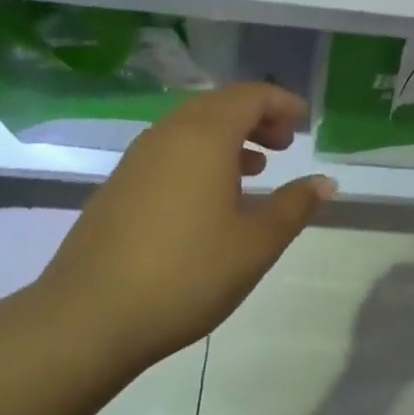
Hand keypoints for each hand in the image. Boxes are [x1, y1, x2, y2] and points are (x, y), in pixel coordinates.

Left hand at [36, 83, 336, 378]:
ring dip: (229, 136)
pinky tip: (212, 196)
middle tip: (285, 143)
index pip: (250, 96)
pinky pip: (170, 150)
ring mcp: (137, 159)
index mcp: (204, 136)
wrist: (88, 318)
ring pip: (191, 126)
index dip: (282, 103)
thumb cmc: (187, 273)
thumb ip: (294, 206)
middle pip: (219, 104)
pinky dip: (201, 155)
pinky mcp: (119, 185)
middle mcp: (168, 134)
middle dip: (257, 116)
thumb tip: (325, 182)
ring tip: (256, 166)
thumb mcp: (256, 243)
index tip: (304, 123)